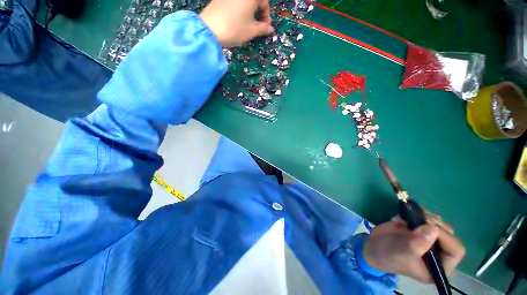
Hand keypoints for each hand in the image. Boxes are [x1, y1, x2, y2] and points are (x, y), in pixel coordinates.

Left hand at [200, 0, 273, 46]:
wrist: (209, 30)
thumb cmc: (234, 29)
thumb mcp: (252, 31)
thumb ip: (263, 29)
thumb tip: (270, 29)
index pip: (264, 2)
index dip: (267, 16)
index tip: (266, 27)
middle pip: (254, 1)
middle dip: (258, 13)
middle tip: (258, 27)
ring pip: (244, 3)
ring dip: (250, 12)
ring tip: (248, 25)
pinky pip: (234, 3)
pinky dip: (240, 11)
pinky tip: (237, 21)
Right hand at [363, 214, 464, 282]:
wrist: (372, 246)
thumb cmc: (388, 255)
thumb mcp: (402, 252)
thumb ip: (418, 243)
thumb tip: (433, 228)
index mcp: (440, 266)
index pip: (455, 250)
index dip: (446, 237)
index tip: (428, 226)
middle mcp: (439, 253)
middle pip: (448, 234)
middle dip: (435, 224)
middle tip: (419, 217)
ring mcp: (429, 240)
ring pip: (438, 224)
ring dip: (425, 217)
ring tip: (409, 216)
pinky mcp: (419, 230)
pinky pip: (425, 218)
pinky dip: (416, 214)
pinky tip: (402, 217)